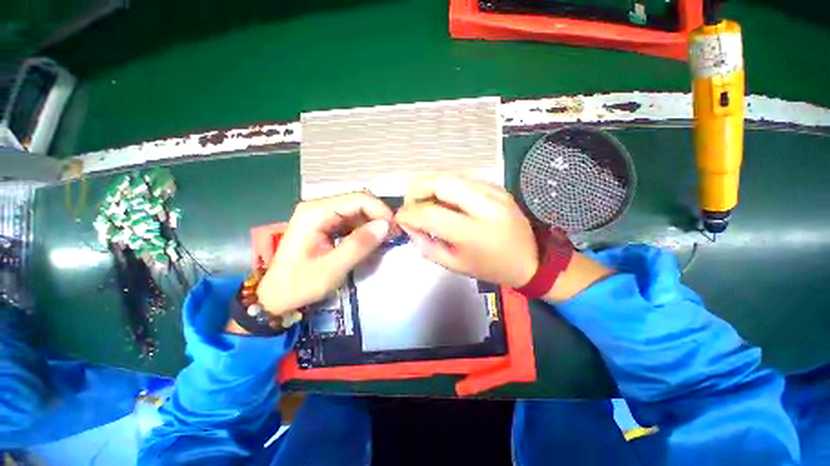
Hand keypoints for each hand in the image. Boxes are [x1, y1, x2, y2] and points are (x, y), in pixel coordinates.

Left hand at [256, 192, 392, 315]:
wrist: (276, 297)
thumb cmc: (299, 285)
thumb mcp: (332, 268)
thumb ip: (359, 245)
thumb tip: (385, 226)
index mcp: (316, 212)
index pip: (358, 199)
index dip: (380, 211)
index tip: (394, 230)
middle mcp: (319, 207)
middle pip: (358, 201)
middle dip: (378, 216)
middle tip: (392, 236)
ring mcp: (321, 215)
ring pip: (357, 210)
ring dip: (373, 222)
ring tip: (384, 239)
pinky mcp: (325, 224)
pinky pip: (352, 219)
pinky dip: (365, 228)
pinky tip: (370, 240)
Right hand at [395, 175, 537, 287]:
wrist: (529, 259)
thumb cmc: (490, 267)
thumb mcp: (454, 265)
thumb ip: (427, 246)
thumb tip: (409, 226)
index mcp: (473, 233)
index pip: (430, 213)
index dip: (409, 213)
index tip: (400, 218)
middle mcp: (485, 206)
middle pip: (441, 182)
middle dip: (417, 189)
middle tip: (411, 203)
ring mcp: (494, 192)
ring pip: (451, 176)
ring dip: (431, 186)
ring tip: (425, 201)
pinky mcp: (497, 187)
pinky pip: (464, 180)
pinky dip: (447, 187)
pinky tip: (446, 200)